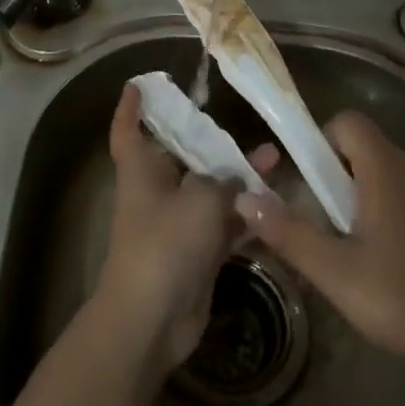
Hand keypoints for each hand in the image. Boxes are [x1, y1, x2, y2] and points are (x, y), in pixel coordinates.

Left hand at [95, 83, 278, 370]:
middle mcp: (156, 192)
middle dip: (209, 142)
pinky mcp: (196, 254)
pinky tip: (276, 206)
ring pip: (209, 191)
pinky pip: (223, 225)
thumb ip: (222, 182)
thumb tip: (234, 180)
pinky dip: (245, 216)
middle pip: (181, 158)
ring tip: (274, 159)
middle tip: (238, 122)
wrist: (151, 320)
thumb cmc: (166, 243)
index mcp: (141, 171)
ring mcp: (177, 225)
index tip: (138, 85)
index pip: (128, 130)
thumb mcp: (200, 200)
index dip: (130, 108)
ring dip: (237, 178)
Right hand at [235, 110, 404, 383]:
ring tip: (345, 250)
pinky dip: (383, 214)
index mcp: (387, 169)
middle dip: (332, 177)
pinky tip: (381, 265)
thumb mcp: (336, 272)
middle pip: (362, 149)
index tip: (304, 182)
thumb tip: (244, 199)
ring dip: (356, 199)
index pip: (347, 122)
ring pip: (383, 175)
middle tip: (319, 223)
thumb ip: (288, 233)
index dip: (319, 141)